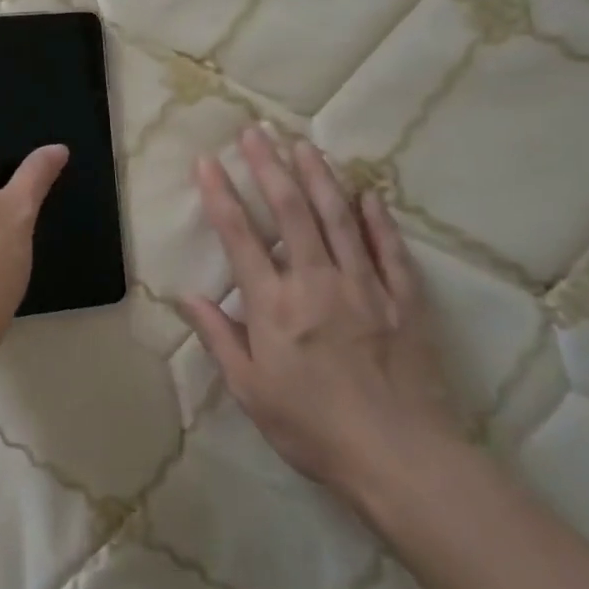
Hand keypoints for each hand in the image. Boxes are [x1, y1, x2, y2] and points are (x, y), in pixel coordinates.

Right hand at [180, 127, 460, 507]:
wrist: (399, 457)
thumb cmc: (312, 427)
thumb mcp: (250, 390)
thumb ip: (219, 337)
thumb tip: (186, 296)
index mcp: (274, 305)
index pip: (239, 236)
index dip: (220, 194)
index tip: (206, 161)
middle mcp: (316, 282)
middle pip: (290, 211)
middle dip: (269, 166)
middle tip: (255, 131)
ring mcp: (364, 286)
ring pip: (338, 218)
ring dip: (318, 177)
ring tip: (302, 144)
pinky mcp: (402, 299)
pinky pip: (388, 249)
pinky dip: (376, 218)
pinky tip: (367, 192)